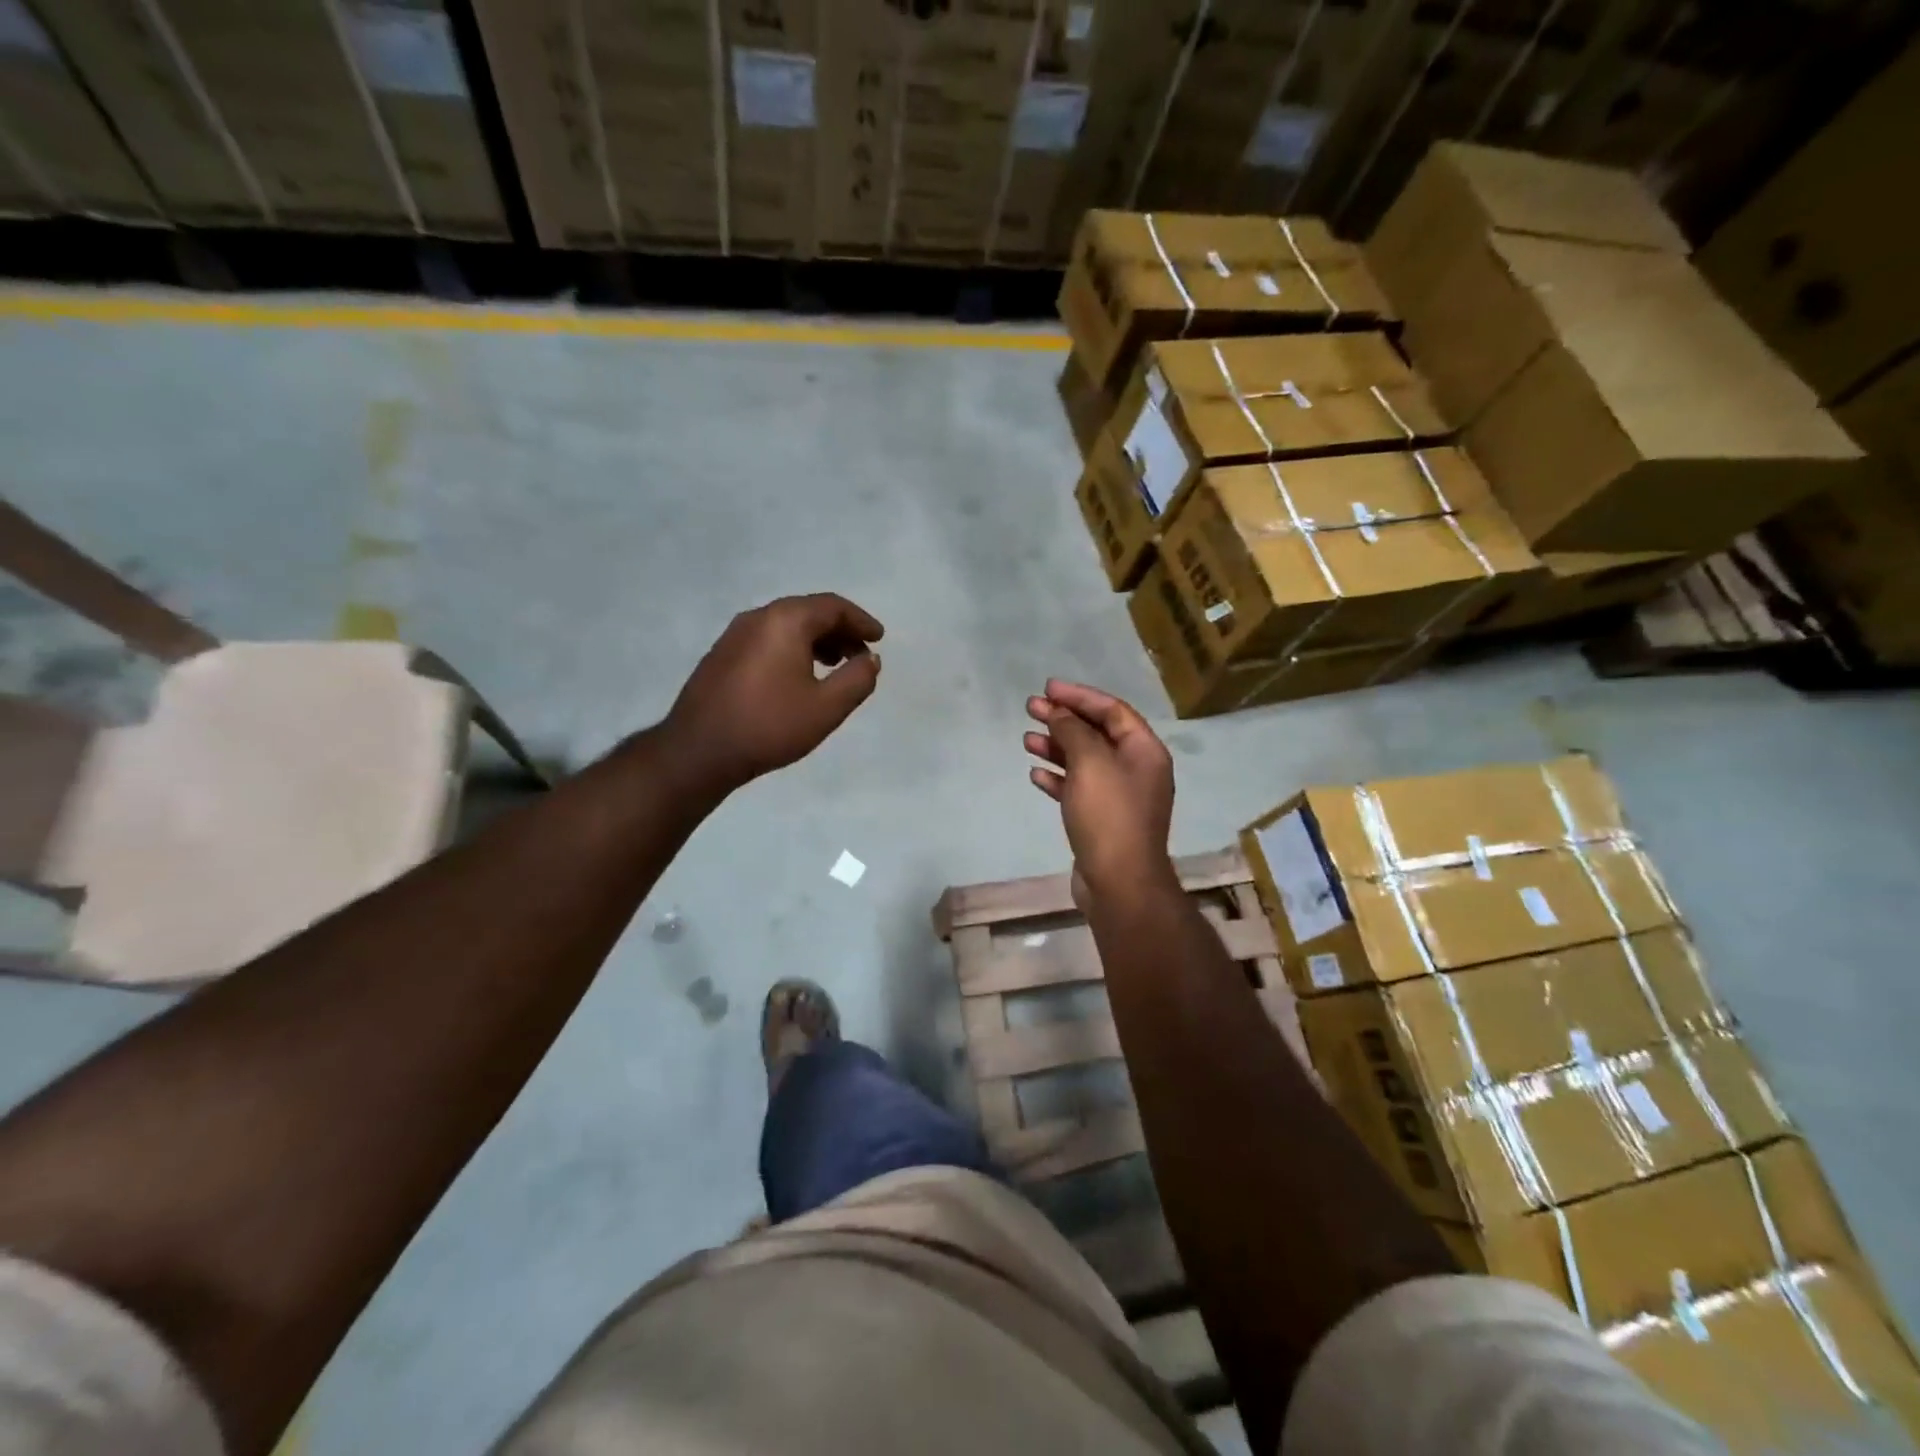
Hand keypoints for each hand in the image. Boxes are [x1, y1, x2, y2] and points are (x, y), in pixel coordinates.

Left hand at [666, 593, 883, 791]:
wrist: (699, 751)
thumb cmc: (770, 725)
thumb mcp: (827, 707)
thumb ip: (857, 679)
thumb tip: (870, 659)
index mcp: (786, 621)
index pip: (833, 607)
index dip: (861, 620)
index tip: (879, 638)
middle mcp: (758, 617)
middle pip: (808, 612)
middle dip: (840, 630)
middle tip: (860, 654)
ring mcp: (734, 634)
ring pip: (786, 625)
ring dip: (816, 640)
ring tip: (834, 666)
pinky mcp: (721, 654)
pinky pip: (767, 639)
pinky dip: (792, 648)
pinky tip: (798, 676)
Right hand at [1024, 680, 1176, 905]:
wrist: (1119, 882)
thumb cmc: (1109, 815)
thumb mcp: (1090, 763)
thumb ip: (1073, 730)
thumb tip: (1059, 712)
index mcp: (1144, 750)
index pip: (1112, 710)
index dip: (1079, 696)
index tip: (1048, 688)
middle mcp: (1135, 769)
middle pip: (1097, 733)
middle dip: (1064, 719)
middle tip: (1031, 708)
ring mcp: (1119, 796)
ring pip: (1084, 761)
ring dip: (1056, 747)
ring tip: (1026, 739)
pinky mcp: (1101, 819)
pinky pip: (1078, 788)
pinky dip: (1057, 778)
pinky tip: (1035, 774)